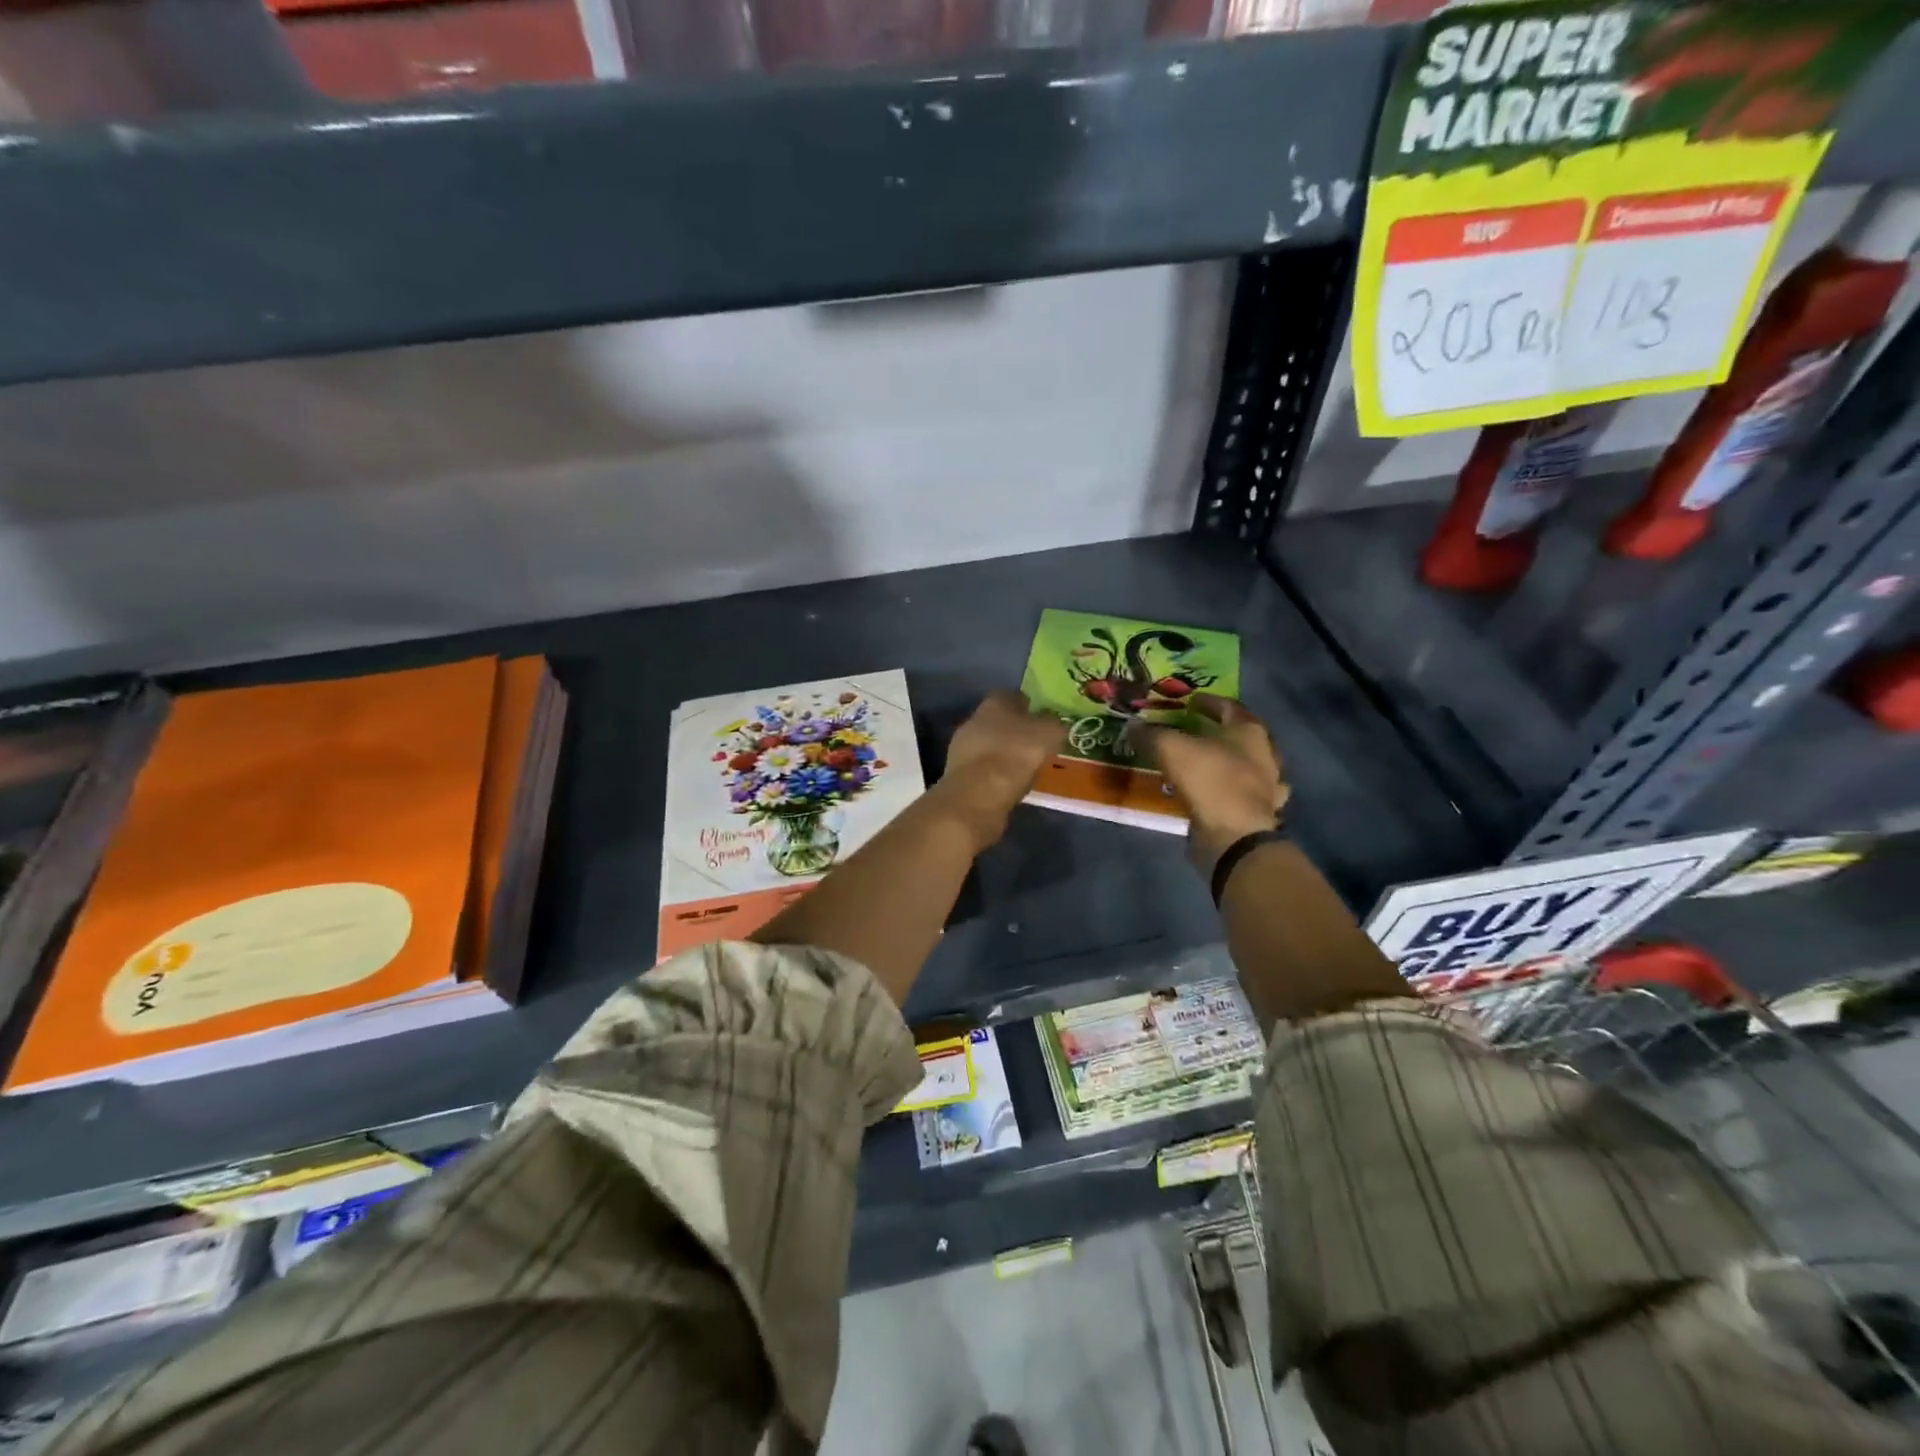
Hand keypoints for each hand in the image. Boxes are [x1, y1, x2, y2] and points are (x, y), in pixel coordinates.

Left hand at [935, 691, 1066, 849]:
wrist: (979, 793)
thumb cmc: (1016, 754)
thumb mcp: (1049, 733)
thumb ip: (1052, 722)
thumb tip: (1051, 720)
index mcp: (995, 701)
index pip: (1015, 696)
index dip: (1031, 708)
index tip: (1044, 721)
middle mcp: (975, 718)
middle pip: (1000, 721)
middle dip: (1015, 732)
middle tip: (1035, 746)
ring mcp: (962, 745)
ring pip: (989, 744)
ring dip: (1003, 753)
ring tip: (1024, 768)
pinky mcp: (957, 772)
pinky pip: (983, 767)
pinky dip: (994, 773)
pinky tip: (1008, 784)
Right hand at [1130, 693, 1289, 872]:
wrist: (1234, 836)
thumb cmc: (1209, 780)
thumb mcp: (1171, 749)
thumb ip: (1152, 734)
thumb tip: (1133, 724)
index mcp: (1249, 731)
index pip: (1229, 707)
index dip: (1208, 702)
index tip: (1190, 702)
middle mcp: (1265, 754)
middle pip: (1240, 736)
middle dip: (1218, 732)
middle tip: (1193, 731)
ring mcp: (1266, 786)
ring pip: (1245, 766)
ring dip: (1226, 762)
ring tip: (1201, 763)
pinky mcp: (1258, 813)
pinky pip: (1240, 794)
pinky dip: (1225, 791)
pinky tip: (1212, 794)